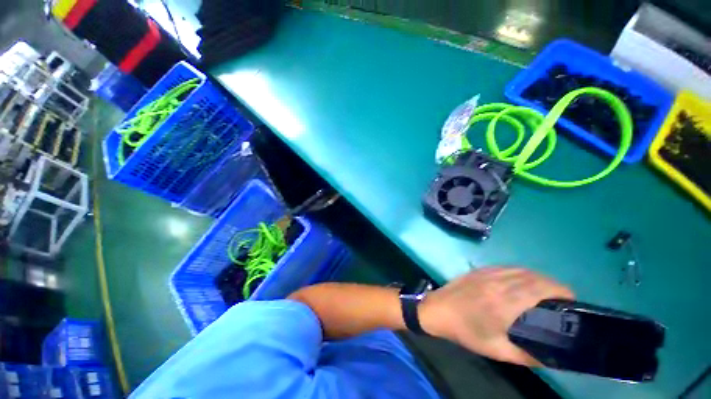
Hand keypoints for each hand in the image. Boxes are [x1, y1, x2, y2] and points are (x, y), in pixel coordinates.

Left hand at [418, 267, 573, 365]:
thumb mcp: (496, 350)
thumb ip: (526, 356)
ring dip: (538, 278)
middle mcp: (498, 282)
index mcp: (505, 301)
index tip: (572, 302)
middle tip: (561, 301)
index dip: (561, 291)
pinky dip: (521, 273)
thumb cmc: (465, 331)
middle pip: (534, 277)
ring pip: (521, 270)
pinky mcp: (479, 269)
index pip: (541, 288)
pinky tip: (523, 283)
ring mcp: (487, 273)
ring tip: (546, 292)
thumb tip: (551, 359)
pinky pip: (507, 267)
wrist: (437, 309)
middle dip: (554, 286)